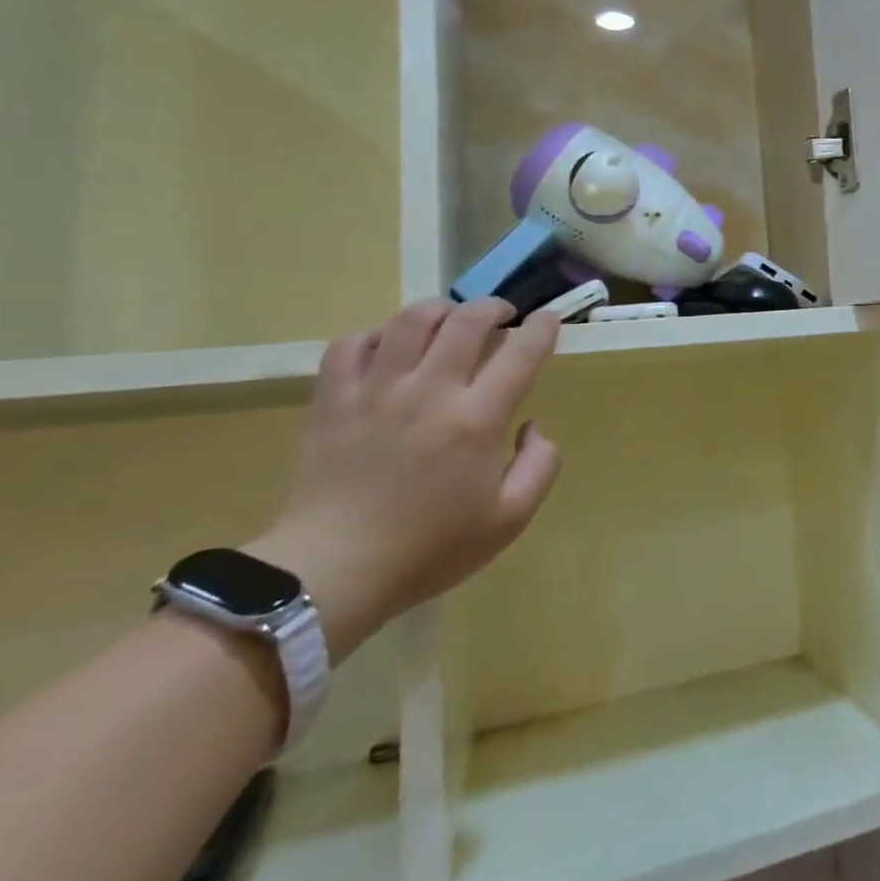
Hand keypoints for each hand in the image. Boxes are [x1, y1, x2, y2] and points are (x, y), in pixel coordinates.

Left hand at [247, 298, 562, 660]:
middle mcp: (429, 391)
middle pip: (467, 320)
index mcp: (477, 420)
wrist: (331, 573)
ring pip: (410, 320)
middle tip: (502, 317)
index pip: (521, 352)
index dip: (542, 327)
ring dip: (440, 311)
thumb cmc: (429, 549)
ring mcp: (375, 391)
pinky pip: (351, 343)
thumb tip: (533, 425)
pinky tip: (389, 349)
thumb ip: (539, 465)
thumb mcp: (509, 520)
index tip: (548, 320)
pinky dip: (376, 335)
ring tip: (449, 321)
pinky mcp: (332, 399)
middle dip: (493, 307)